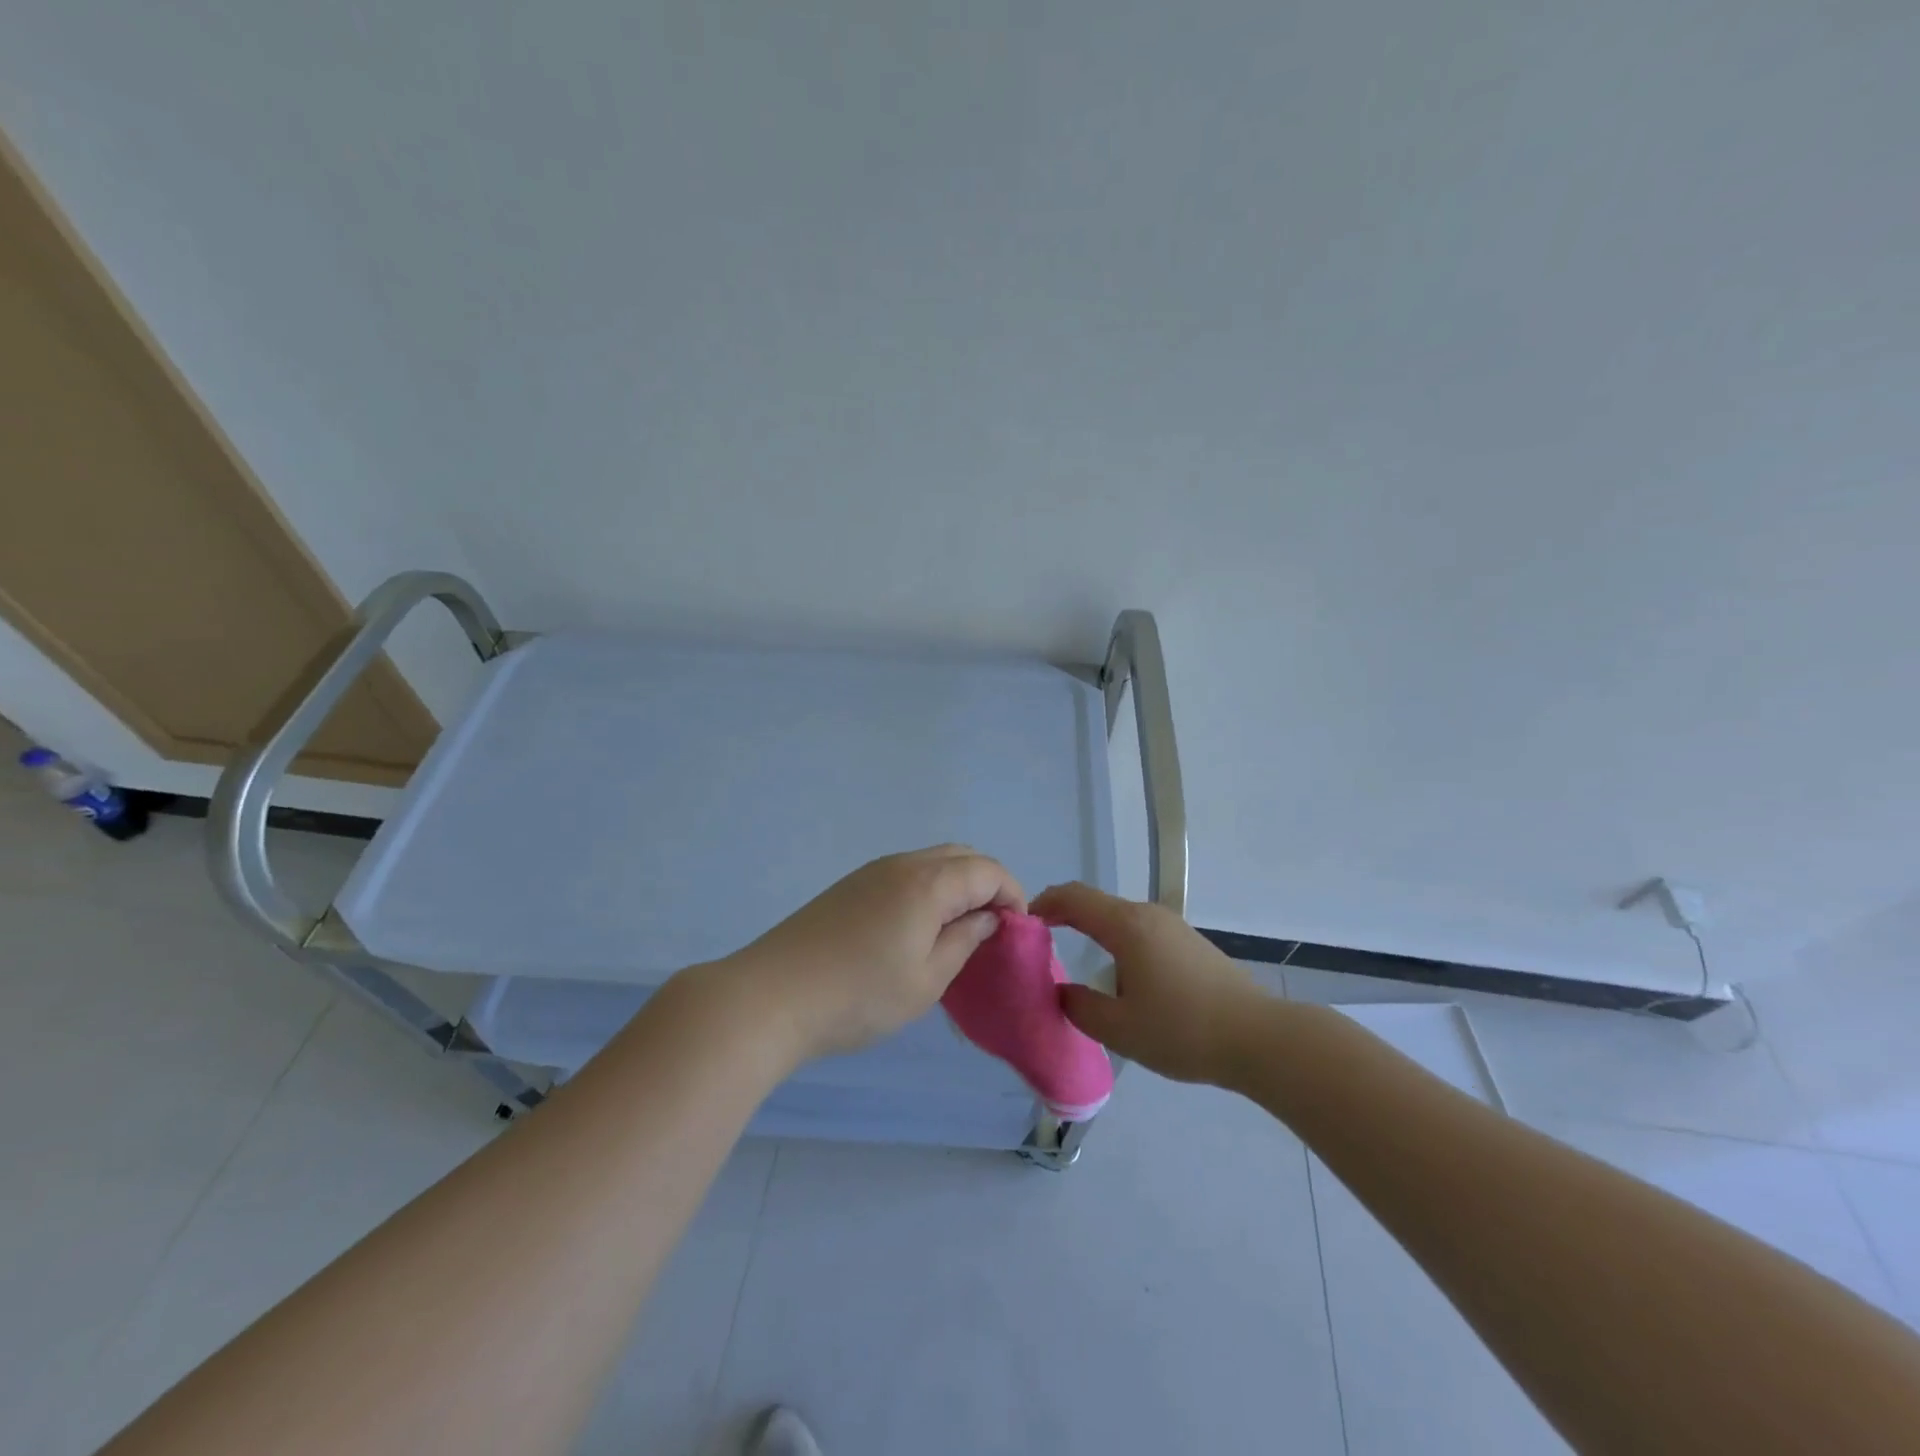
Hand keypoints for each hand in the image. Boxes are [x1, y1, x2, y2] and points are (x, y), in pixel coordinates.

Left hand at [719, 845, 1024, 1063]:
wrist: (772, 996)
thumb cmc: (860, 995)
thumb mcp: (927, 979)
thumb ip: (964, 942)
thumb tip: (986, 918)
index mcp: (929, 882)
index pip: (988, 870)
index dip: (1012, 895)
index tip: (1015, 932)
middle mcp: (902, 864)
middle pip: (961, 856)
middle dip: (987, 884)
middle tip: (990, 928)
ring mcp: (872, 872)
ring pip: (931, 862)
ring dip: (956, 886)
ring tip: (957, 931)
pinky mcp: (850, 886)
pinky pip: (905, 874)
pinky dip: (927, 890)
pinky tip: (917, 928)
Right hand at [1031, 881, 1263, 1085]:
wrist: (1259, 1038)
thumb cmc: (1182, 1030)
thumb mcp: (1119, 1028)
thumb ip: (1080, 1006)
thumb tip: (1064, 990)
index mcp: (1127, 926)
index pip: (1073, 897)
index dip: (1043, 904)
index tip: (1023, 924)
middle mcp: (1148, 915)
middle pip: (1096, 905)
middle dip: (1065, 918)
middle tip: (1042, 947)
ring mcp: (1173, 926)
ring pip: (1120, 919)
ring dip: (1094, 932)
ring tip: (1080, 965)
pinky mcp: (1189, 943)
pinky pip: (1141, 931)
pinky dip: (1118, 942)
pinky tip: (1122, 977)